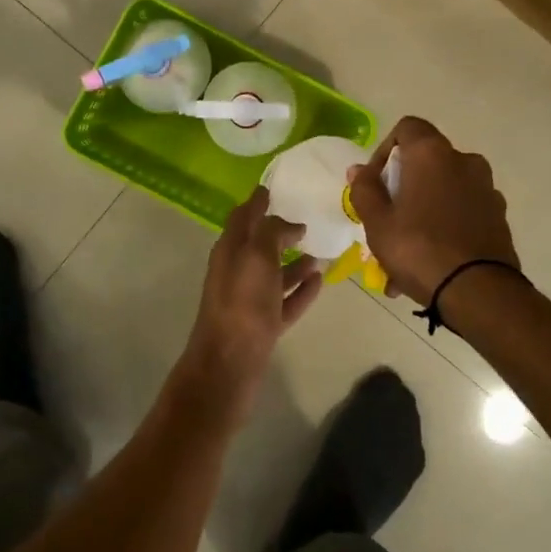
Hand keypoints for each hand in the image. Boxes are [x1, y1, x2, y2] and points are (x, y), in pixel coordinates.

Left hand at [176, 188, 323, 422]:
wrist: (229, 364)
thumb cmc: (242, 303)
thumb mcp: (257, 256)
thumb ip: (272, 232)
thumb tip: (289, 223)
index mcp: (230, 250)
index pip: (242, 216)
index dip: (257, 201)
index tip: (274, 187)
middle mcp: (237, 271)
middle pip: (259, 244)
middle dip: (279, 231)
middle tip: (306, 219)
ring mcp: (250, 300)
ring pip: (274, 273)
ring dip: (294, 262)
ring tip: (320, 252)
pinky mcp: (263, 325)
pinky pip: (285, 300)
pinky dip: (301, 289)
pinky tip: (319, 281)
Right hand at [347, 117, 518, 304]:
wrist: (479, 292)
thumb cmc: (419, 248)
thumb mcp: (377, 222)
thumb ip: (364, 189)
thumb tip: (359, 169)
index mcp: (432, 154)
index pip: (408, 127)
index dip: (386, 149)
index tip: (375, 181)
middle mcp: (464, 161)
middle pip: (426, 163)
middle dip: (402, 190)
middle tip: (385, 222)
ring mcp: (486, 189)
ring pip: (443, 193)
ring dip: (422, 214)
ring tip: (403, 258)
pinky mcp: (499, 217)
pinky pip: (462, 215)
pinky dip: (444, 229)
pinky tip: (430, 266)